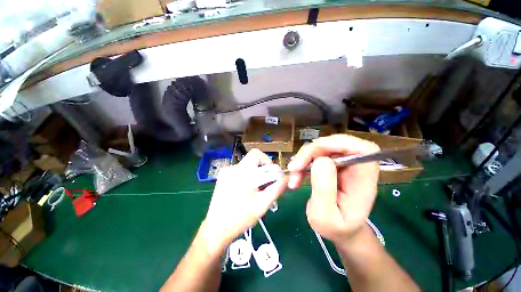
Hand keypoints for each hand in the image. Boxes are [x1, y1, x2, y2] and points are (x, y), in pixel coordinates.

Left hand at [201, 149, 287, 252]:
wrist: (216, 229)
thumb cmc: (241, 217)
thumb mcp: (263, 204)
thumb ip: (277, 189)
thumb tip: (286, 178)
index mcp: (242, 171)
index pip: (256, 153)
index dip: (266, 161)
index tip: (270, 174)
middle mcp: (232, 168)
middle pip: (252, 161)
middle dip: (262, 171)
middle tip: (265, 186)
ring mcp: (225, 172)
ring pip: (246, 167)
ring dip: (254, 176)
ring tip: (256, 191)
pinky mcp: (222, 178)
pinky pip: (239, 172)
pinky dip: (246, 178)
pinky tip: (245, 192)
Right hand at [287, 134, 379, 244]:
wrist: (341, 230)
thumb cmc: (337, 228)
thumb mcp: (325, 217)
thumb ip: (324, 190)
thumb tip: (320, 160)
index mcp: (364, 176)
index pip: (358, 147)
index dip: (334, 144)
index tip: (312, 157)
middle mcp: (356, 164)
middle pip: (334, 143)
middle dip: (310, 153)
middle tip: (294, 169)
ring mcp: (344, 162)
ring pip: (321, 148)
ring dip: (304, 159)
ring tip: (294, 178)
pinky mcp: (333, 164)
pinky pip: (315, 155)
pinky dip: (303, 163)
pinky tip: (297, 175)